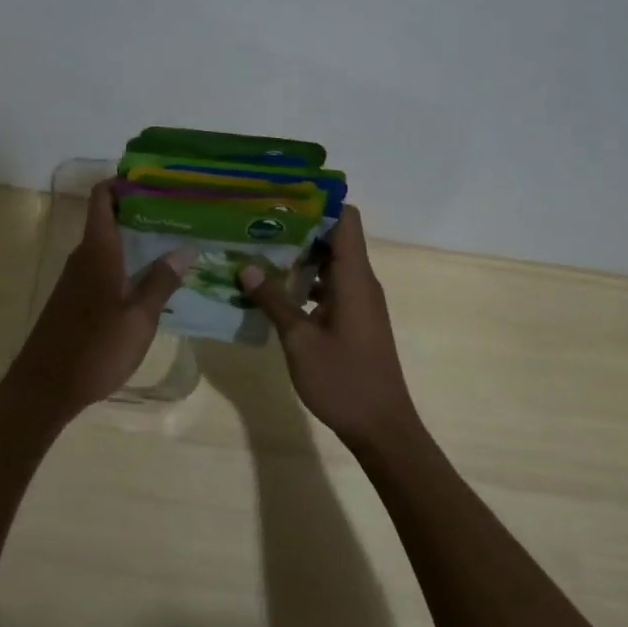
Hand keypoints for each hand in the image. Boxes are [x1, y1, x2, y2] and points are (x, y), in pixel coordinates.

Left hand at [2, 181, 192, 416]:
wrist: (45, 388)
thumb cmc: (95, 348)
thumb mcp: (139, 318)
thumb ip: (161, 282)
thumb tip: (185, 250)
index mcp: (98, 251)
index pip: (102, 198)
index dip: (122, 182)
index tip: (154, 179)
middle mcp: (83, 257)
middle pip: (108, 219)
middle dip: (140, 211)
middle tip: (179, 213)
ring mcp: (76, 279)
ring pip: (107, 246)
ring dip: (135, 240)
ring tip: (173, 243)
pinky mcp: (74, 300)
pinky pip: (102, 268)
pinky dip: (125, 263)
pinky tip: (150, 279)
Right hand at [237, 206, 420, 449]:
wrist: (381, 427)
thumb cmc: (342, 380)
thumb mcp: (299, 340)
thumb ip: (273, 300)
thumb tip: (246, 265)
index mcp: (354, 278)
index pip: (347, 219)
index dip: (319, 203)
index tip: (283, 199)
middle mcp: (361, 282)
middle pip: (335, 238)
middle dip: (299, 228)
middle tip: (258, 224)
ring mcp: (360, 301)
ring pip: (331, 263)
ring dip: (300, 257)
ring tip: (259, 252)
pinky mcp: (355, 319)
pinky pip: (331, 286)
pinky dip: (307, 282)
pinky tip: (275, 291)